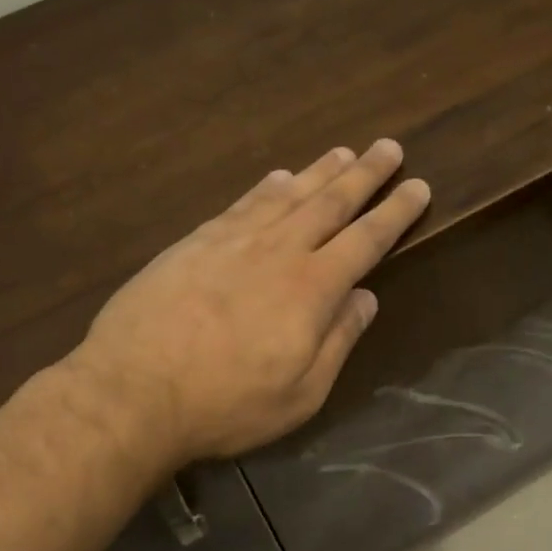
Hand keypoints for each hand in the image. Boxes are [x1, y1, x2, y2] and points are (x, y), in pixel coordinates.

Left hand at [72, 140, 430, 462]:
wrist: (133, 391)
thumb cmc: (226, 404)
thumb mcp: (300, 393)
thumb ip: (338, 341)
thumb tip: (366, 299)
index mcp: (313, 289)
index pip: (366, 240)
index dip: (395, 212)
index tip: (418, 186)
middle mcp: (279, 252)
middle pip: (331, 203)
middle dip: (365, 174)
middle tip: (389, 146)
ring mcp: (233, 241)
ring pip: (287, 195)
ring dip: (320, 172)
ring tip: (344, 152)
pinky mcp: (195, 243)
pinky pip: (241, 204)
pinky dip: (266, 188)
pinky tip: (278, 177)